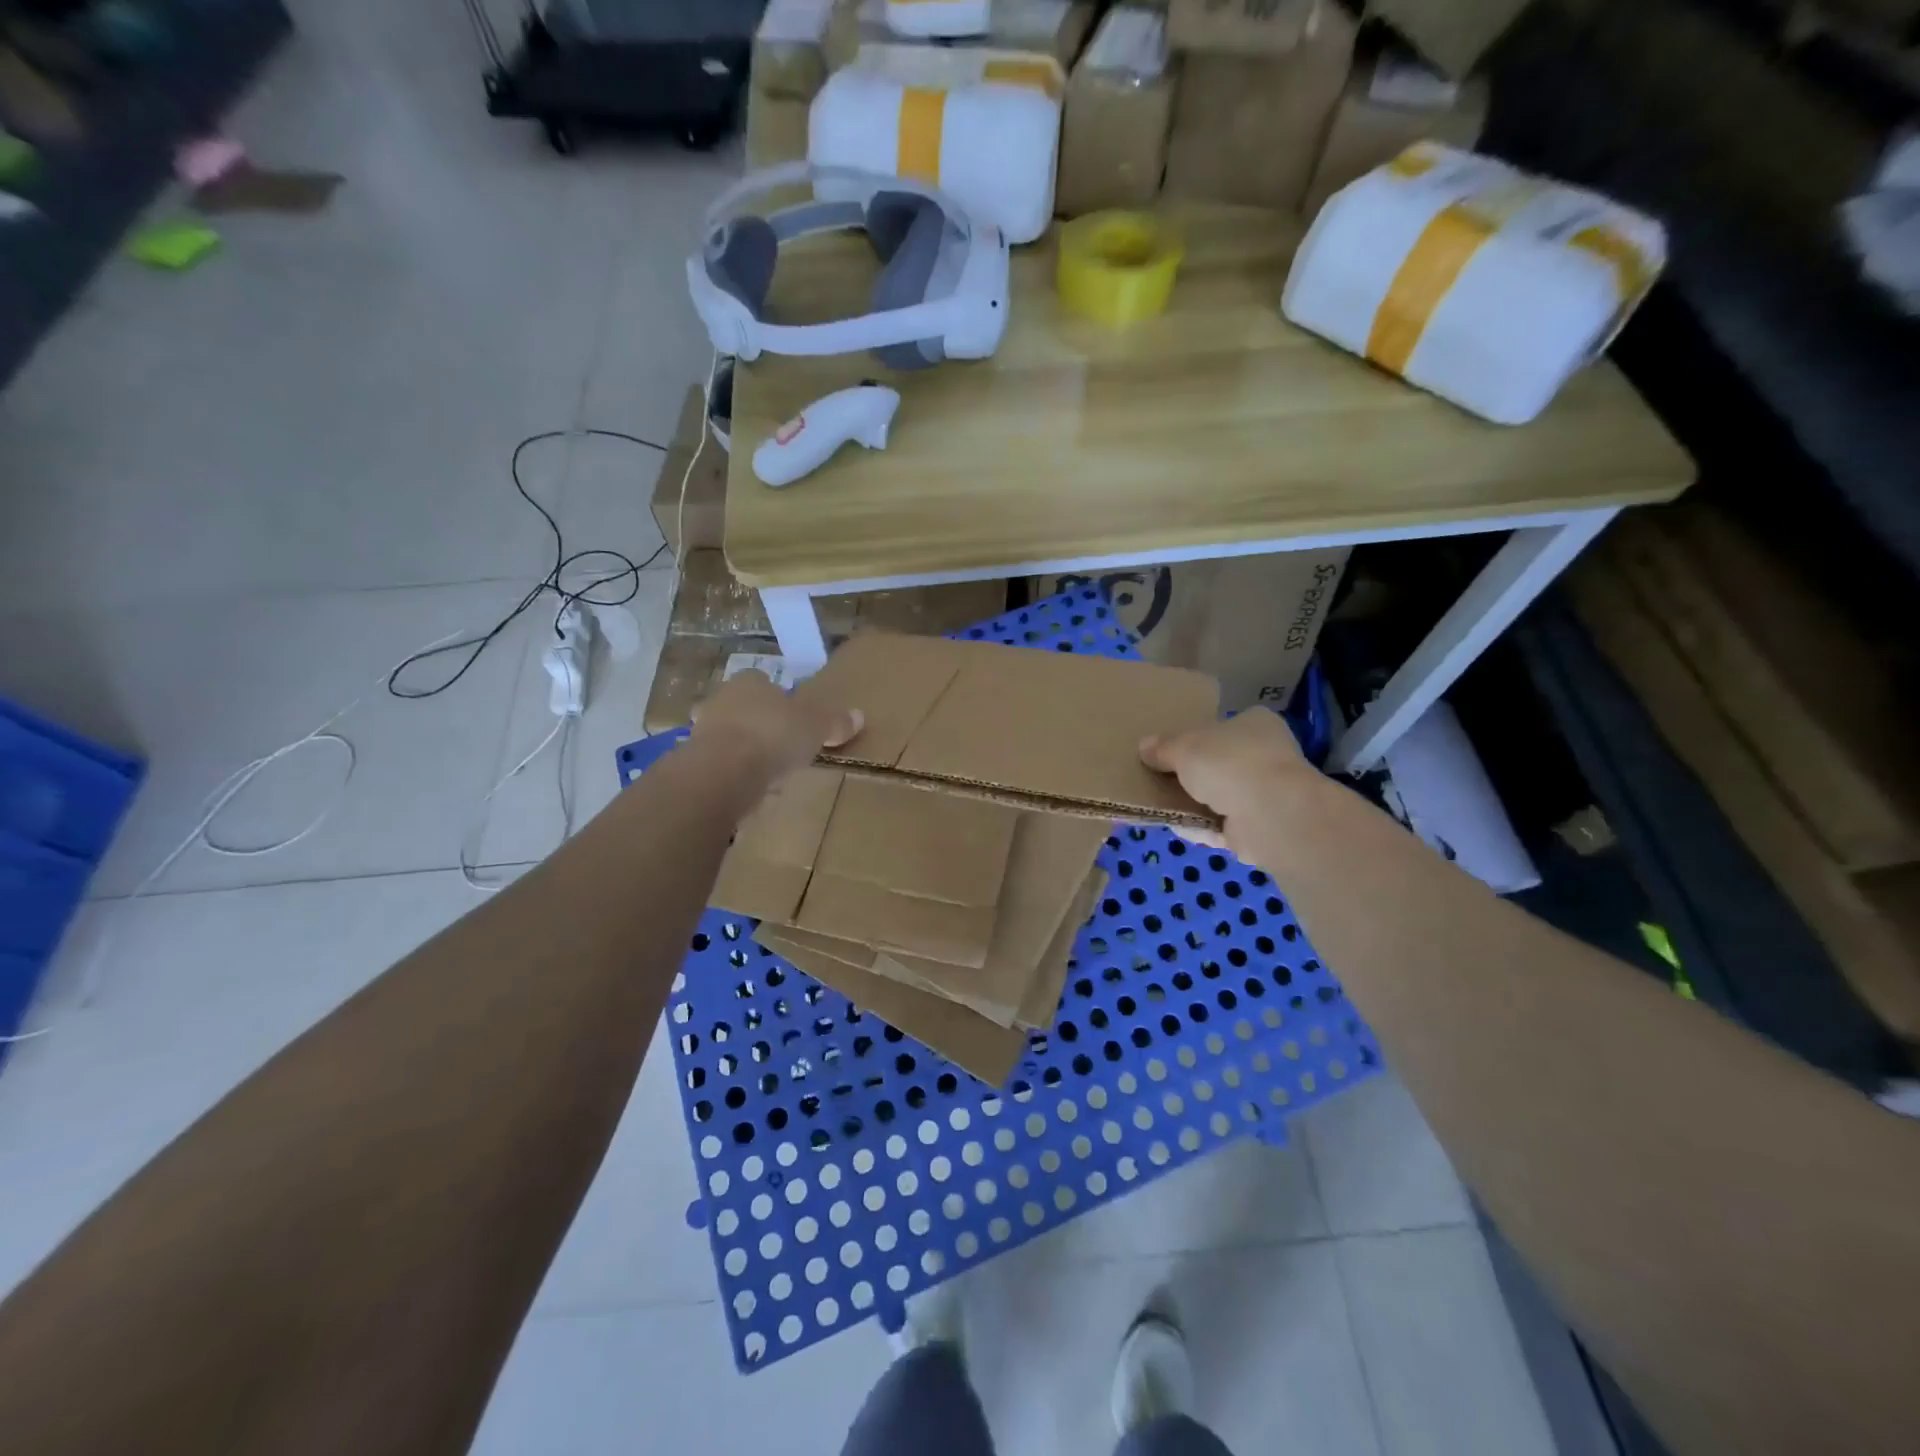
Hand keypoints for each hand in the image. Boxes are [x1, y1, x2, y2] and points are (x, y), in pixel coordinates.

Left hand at [690, 671, 862, 785]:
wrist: (723, 771)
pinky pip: (719, 763)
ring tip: (766, 770)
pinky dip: (732, 773)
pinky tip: (749, 788)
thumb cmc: (773, 735)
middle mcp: (721, 699)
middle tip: (779, 743)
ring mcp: (702, 730)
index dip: (778, 699)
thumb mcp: (815, 727)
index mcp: (750, 682)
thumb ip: (834, 722)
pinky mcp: (693, 761)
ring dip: (743, 749)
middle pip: (742, 707)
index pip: (763, 682)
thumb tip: (859, 716)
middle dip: (758, 723)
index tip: (792, 717)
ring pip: (727, 735)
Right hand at [1139, 709, 1315, 856]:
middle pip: (1220, 763)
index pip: (1223, 726)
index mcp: (1255, 724)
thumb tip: (1143, 746)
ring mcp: (1267, 793)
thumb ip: (1163, 748)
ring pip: (1221, 796)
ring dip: (1195, 803)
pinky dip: (1201, 827)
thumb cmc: (1228, 763)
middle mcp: (1266, 754)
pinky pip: (1222, 825)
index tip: (1170, 750)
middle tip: (1160, 778)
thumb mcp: (1184, 748)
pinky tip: (1176, 827)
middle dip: (1193, 774)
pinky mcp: (1261, 827)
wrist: (1269, 814)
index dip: (1196, 737)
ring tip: (1161, 804)